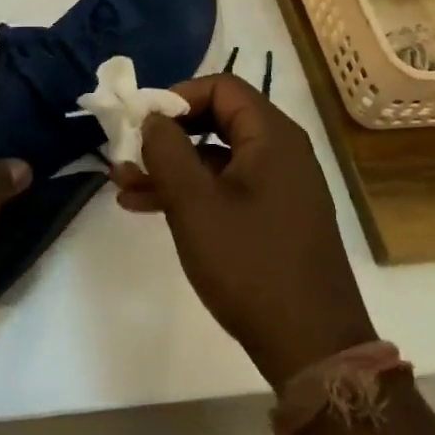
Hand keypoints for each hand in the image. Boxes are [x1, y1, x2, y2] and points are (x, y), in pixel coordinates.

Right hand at [113, 74, 374, 385]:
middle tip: (128, 153)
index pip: (221, 87)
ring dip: (171, 168)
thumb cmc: (249, 263)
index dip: (177, 95)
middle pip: (217, 119)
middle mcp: (281, 151)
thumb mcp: (194, 203)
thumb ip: (166, 149)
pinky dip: (192, 192)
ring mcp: (280, 187)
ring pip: (217, 157)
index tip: (141, 121)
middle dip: (167, 135)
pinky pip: (227, 187)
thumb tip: (152, 117)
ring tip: (123, 187)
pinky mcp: (275, 218)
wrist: (311, 347)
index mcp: (272, 135)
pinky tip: (149, 208)